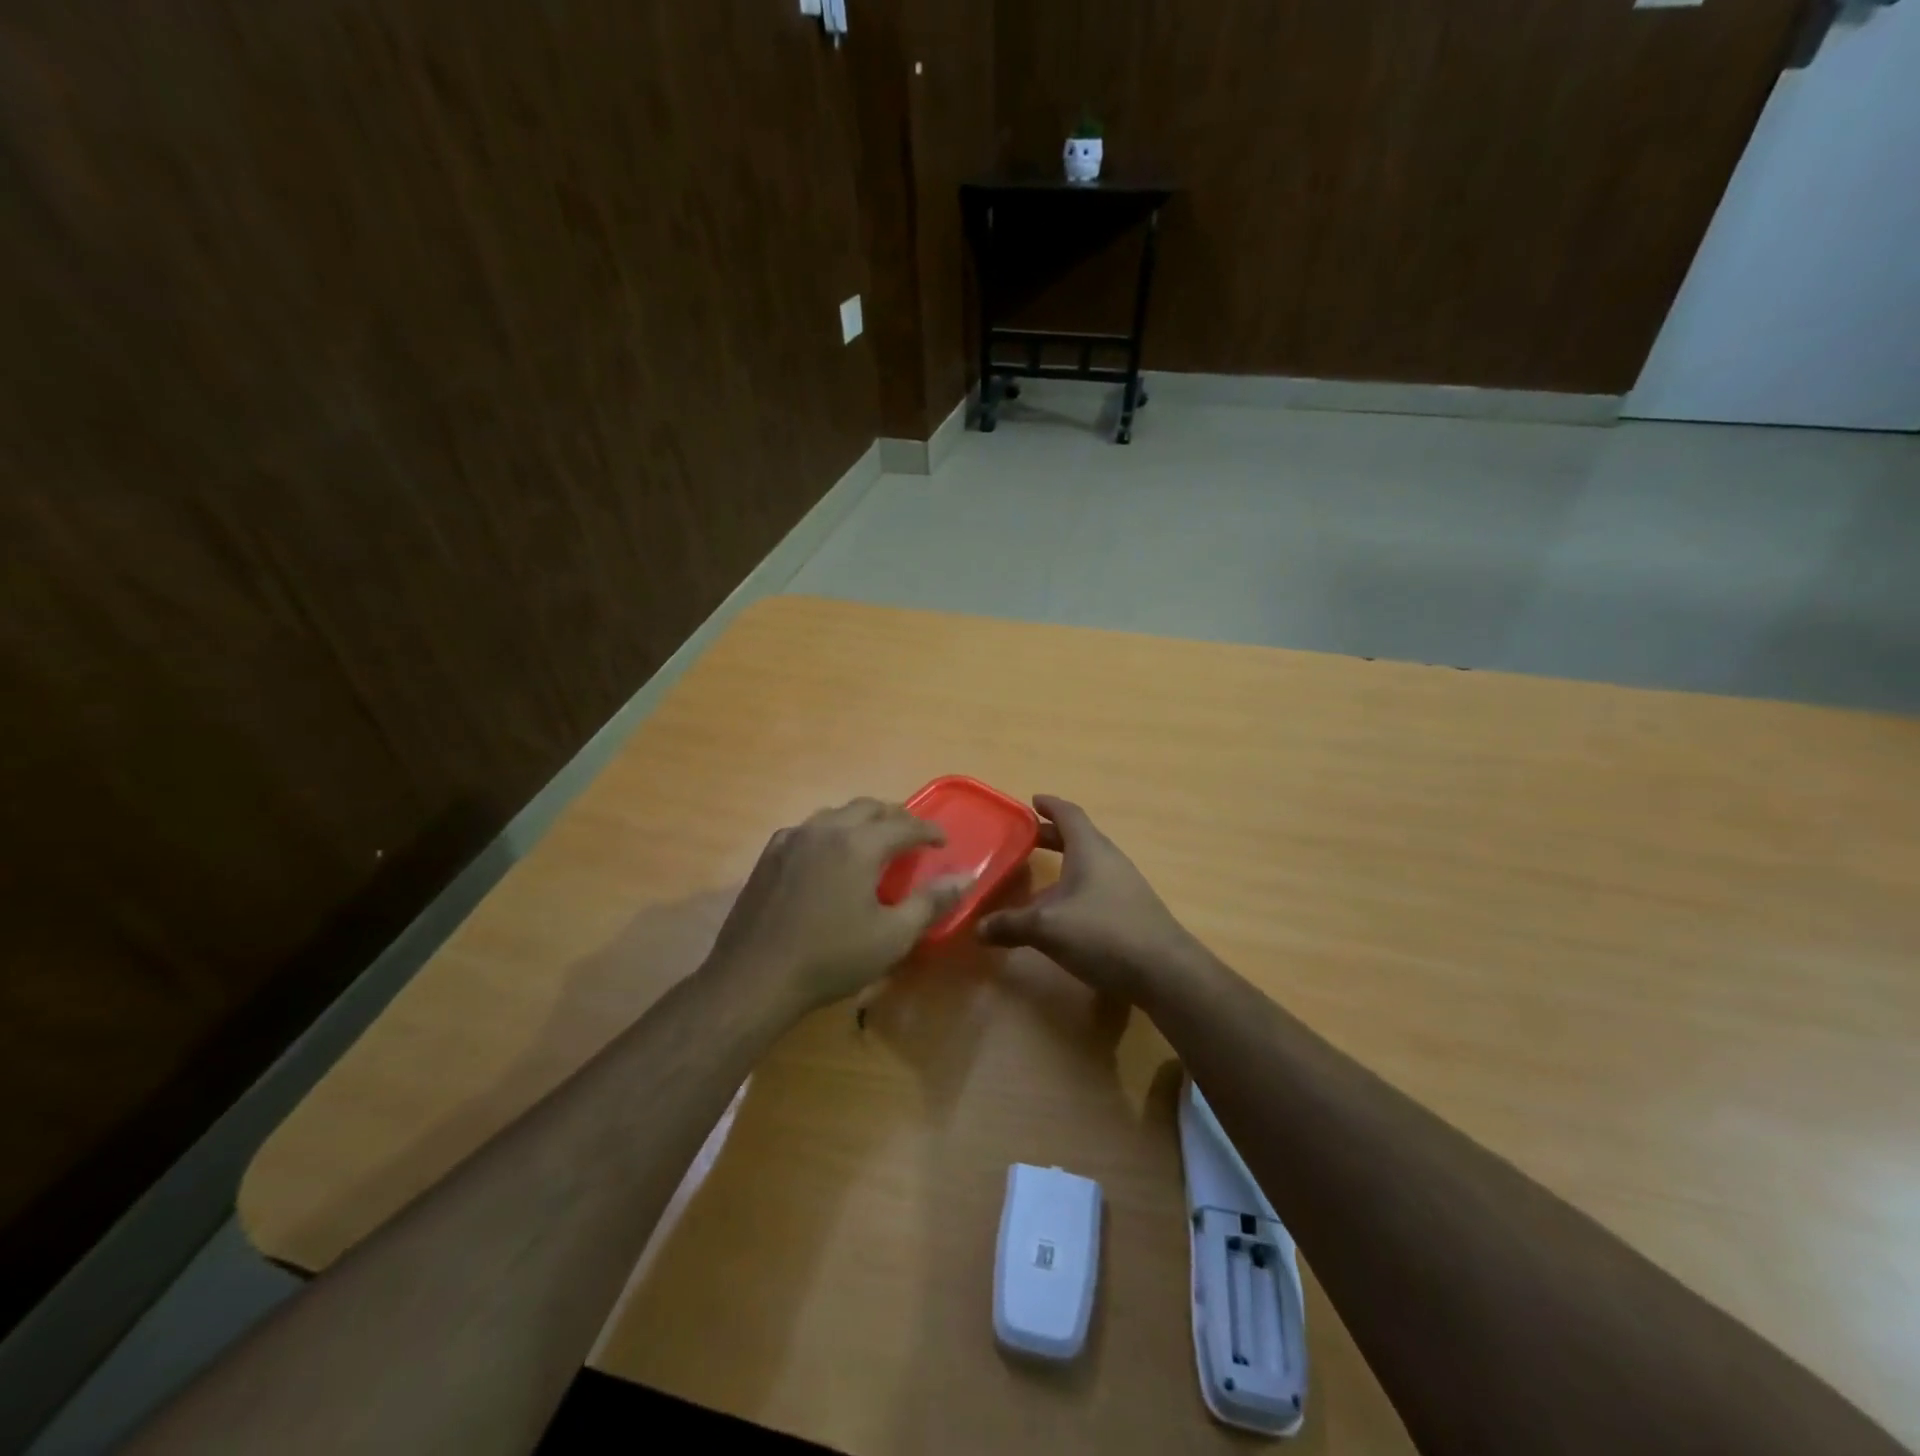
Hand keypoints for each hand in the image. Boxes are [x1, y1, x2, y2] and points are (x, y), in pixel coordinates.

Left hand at [707, 798, 973, 1014]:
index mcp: (859, 844)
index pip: (904, 825)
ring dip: (861, 821)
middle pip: (868, 807)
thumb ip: (931, 902)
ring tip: (873, 842)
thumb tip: (965, 878)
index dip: (928, 830)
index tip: (943, 841)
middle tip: (911, 837)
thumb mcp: (892, 936)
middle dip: (895, 817)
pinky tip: (829, 856)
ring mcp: (793, 838)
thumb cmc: (831, 958)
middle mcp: (826, 829)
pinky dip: (830, 833)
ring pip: (836, 813)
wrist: (755, 977)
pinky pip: (809, 829)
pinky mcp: (770, 854)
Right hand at [977, 794, 1200, 1002]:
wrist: (1165, 971)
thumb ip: (1010, 925)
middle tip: (1026, 839)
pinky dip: (1076, 887)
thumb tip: (977, 928)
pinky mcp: (1131, 910)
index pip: (1069, 814)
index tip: (1033, 801)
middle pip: (1079, 838)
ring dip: (1065, 864)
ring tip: (1039, 877)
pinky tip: (1063, 912)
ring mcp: (1125, 885)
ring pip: (1089, 864)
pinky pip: (1097, 886)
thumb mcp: (1047, 928)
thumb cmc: (1103, 933)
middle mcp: (1109, 859)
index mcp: (1090, 849)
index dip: (1050, 806)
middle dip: (1052, 837)